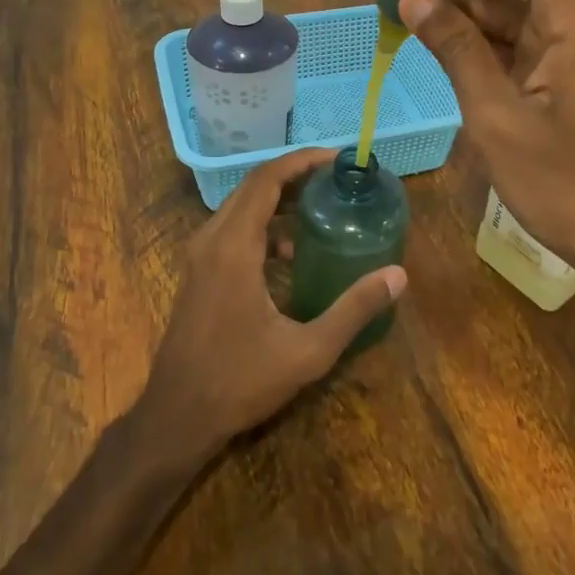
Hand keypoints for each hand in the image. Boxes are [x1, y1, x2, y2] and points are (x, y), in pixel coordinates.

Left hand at [138, 147, 406, 461]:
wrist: (177, 416)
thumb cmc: (240, 382)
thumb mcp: (307, 351)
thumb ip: (353, 310)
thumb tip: (398, 275)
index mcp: (233, 247)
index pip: (266, 180)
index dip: (301, 161)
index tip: (336, 158)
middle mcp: (211, 240)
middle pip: (253, 187)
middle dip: (295, 176)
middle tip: (336, 179)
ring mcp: (200, 256)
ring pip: (241, 207)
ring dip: (279, 200)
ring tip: (321, 208)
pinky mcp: (198, 272)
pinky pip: (233, 229)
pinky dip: (264, 225)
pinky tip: (292, 254)